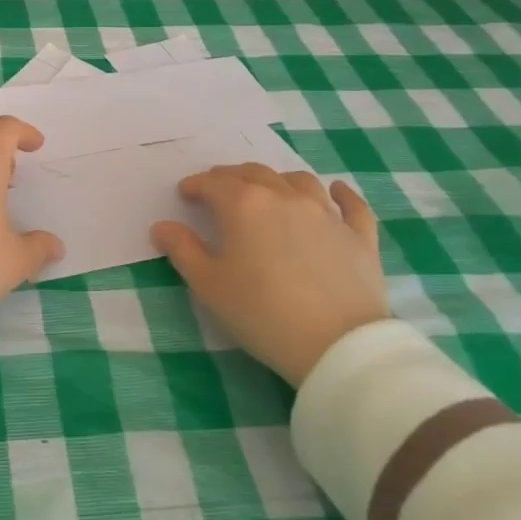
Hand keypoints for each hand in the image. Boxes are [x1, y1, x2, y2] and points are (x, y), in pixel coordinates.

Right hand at [152, 164, 387, 384]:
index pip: (213, 183)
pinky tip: (336, 190)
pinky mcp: (359, 236)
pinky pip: (351, 205)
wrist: (337, 346)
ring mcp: (326, 214)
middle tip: (219, 190)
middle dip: (231, 177)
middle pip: (254, 173)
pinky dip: (342, 194)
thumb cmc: (262, 314)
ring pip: (299, 181)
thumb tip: (161, 227)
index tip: (186, 194)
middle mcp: (284, 197)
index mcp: (244, 205)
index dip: (195, 185)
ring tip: (269, 190)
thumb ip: (182, 250)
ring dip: (278, 180)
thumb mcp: (209, 285)